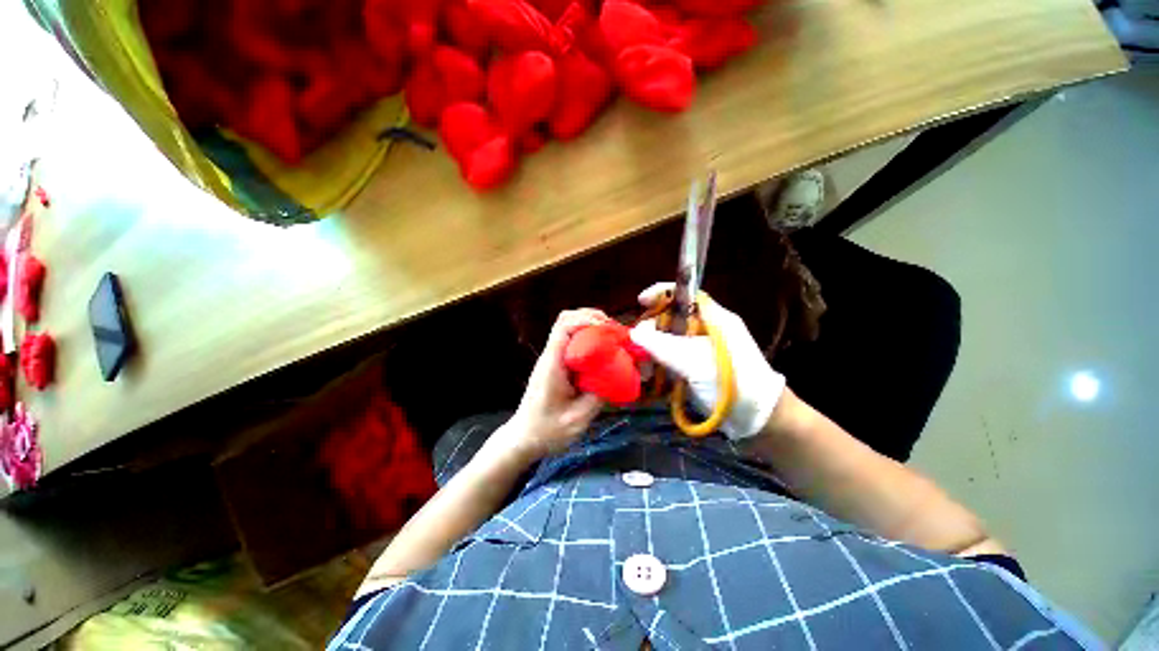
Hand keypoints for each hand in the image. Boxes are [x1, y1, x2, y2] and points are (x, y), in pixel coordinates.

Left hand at [497, 309, 608, 461]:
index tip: (609, 329)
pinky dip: (587, 339)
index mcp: (553, 364)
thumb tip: (617, 378)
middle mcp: (550, 356)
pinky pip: (571, 342)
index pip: (564, 326)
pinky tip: (601, 351)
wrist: (524, 438)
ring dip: (589, 326)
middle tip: (613, 330)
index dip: (587, 320)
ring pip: (568, 328)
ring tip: (610, 337)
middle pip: (566, 319)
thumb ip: (597, 397)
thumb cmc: (547, 431)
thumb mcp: (577, 419)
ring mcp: (551, 359)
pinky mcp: (555, 365)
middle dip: (591, 317)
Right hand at [630, 283, 785, 439]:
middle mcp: (707, 330)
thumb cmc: (731, 382)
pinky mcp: (696, 367)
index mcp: (714, 318)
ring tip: (643, 368)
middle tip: (636, 344)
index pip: (686, 294)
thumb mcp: (694, 361)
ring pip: (669, 340)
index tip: (641, 301)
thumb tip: (634, 332)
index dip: (662, 293)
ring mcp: (701, 350)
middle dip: (652, 329)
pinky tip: (650, 376)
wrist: (757, 419)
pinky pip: (671, 358)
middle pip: (672, 318)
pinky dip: (659, 365)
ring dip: (652, 351)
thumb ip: (662, 345)